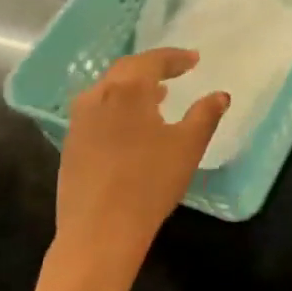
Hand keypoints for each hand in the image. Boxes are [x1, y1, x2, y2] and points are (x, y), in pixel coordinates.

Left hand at [56, 49, 227, 268]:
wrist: (99, 232)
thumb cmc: (149, 183)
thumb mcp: (188, 147)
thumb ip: (205, 115)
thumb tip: (220, 95)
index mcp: (127, 90)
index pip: (151, 61)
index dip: (174, 58)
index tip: (194, 60)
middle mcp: (98, 97)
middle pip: (126, 71)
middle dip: (152, 68)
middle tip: (175, 72)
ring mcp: (79, 122)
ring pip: (107, 91)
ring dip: (132, 88)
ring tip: (156, 97)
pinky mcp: (71, 145)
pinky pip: (96, 112)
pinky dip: (117, 108)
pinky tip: (130, 128)